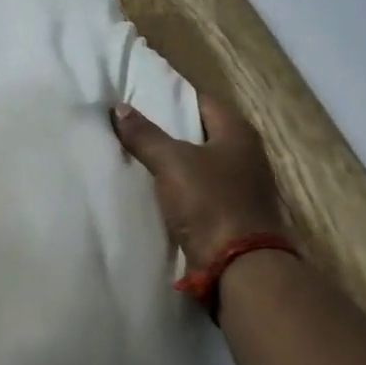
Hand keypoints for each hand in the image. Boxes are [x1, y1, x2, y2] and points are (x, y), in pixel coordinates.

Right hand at [111, 94, 285, 263]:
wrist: (240, 267)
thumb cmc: (210, 203)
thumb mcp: (172, 163)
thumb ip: (145, 135)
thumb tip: (118, 107)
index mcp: (238, 132)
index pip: (200, 101)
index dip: (170, 96)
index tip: (139, 96)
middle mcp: (246, 154)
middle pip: (200, 132)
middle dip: (168, 129)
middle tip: (131, 124)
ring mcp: (242, 185)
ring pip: (199, 162)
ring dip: (173, 160)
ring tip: (136, 153)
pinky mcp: (232, 212)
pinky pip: (200, 189)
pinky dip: (179, 185)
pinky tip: (154, 187)